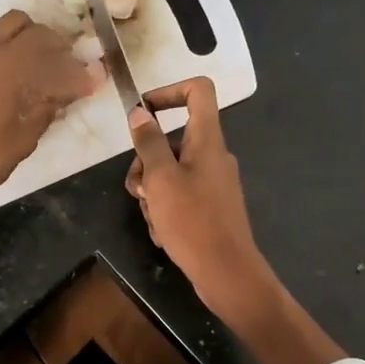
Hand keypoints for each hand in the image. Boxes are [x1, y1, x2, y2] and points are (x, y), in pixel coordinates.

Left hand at [0, 10, 95, 213]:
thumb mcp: (23, 140)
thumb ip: (44, 111)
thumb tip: (60, 97)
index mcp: (7, 65)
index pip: (46, 43)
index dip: (67, 59)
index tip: (79, 75)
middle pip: (18, 22)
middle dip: (40, 38)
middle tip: (52, 62)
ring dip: (9, 38)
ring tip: (18, 64)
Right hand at [128, 76, 345, 363]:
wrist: (226, 272)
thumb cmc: (193, 221)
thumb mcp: (161, 179)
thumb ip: (149, 143)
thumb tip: (140, 113)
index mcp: (208, 140)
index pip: (198, 91)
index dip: (168, 91)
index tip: (143, 112)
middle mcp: (214, 156)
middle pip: (174, 139)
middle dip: (147, 162)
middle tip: (138, 189)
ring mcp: (214, 183)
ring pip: (171, 172)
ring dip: (152, 192)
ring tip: (152, 217)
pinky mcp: (211, 207)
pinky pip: (180, 196)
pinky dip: (166, 210)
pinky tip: (163, 233)